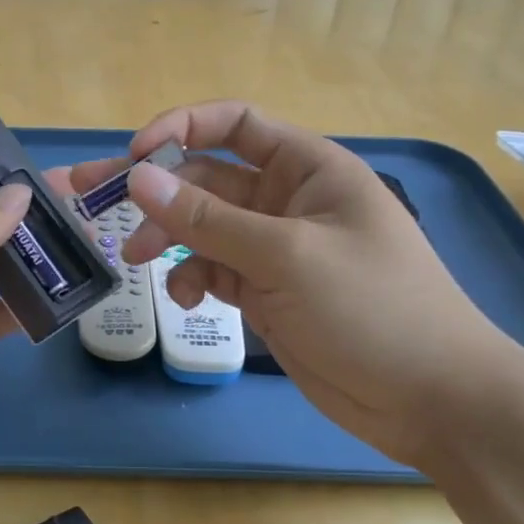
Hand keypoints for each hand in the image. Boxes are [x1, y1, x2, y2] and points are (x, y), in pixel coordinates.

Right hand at [67, 101, 523, 467]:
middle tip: (92, 203)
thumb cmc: (371, 308)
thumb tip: (137, 179)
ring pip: (203, 227)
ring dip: (168, 237)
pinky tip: (184, 298)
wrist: (431, 399)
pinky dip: (192, 278)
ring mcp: (275, 249)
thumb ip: (207, 219)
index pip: (235, 124)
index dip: (181, 128)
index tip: (134, 157)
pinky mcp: (266, 292)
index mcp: (307, 168)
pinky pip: (214, 270)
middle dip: (156, 191)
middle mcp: (287, 200)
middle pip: (206, 178)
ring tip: (137, 260)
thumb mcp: (284, 256)